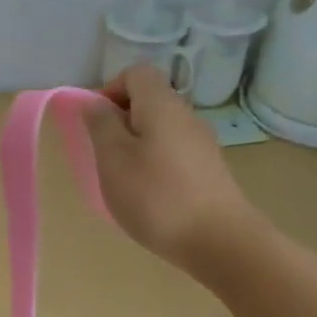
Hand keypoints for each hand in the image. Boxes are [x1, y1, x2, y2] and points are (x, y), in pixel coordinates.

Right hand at [82, 64, 254, 270]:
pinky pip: (174, 152)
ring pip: (161, 128)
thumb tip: (95, 102)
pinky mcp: (210, 170)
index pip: (136, 73)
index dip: (110, 90)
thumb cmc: (156, 195)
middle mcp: (186, 115)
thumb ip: (100, 123)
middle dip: (121, 121)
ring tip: (124, 179)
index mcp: (161, 104)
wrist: (221, 243)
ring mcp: (202, 143)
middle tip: (104, 154)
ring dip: (137, 145)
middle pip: (149, 100)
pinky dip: (156, 164)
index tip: (96, 123)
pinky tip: (150, 196)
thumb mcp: (113, 157)